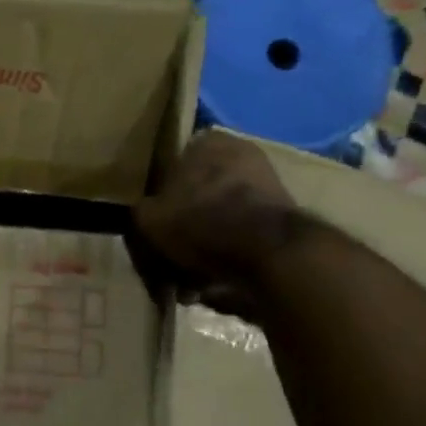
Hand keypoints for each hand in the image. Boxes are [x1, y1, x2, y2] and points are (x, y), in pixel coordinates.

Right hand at [131, 131, 304, 315]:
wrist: (269, 254)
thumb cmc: (200, 222)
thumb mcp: (148, 218)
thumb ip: (141, 211)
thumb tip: (145, 215)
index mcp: (207, 142)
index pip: (171, 164)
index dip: (157, 196)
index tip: (151, 223)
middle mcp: (242, 154)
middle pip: (198, 193)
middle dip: (183, 226)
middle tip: (167, 254)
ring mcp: (267, 186)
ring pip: (219, 218)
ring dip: (203, 246)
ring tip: (187, 279)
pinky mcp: (283, 219)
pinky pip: (240, 238)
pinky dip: (226, 257)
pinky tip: (211, 284)